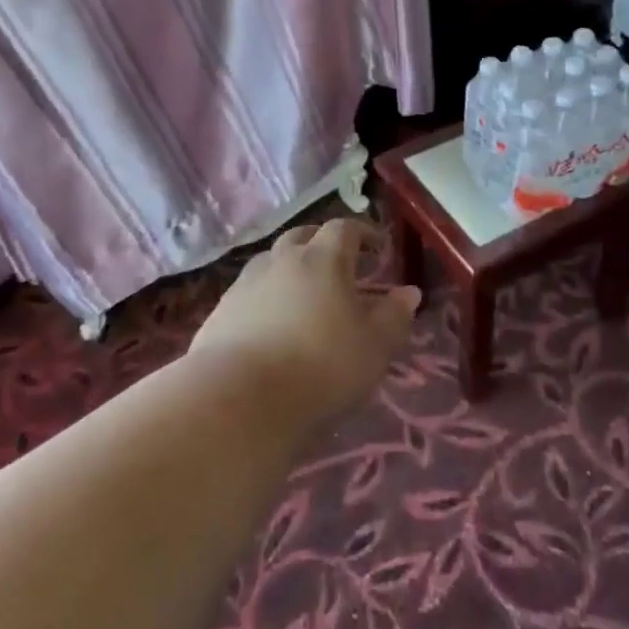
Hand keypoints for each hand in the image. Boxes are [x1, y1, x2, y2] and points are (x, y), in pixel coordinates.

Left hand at [191, 218, 419, 427]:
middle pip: (302, 236)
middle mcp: (282, 260)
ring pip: (271, 261)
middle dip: (322, 242)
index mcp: (323, 259)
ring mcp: (245, 284)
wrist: (240, 399)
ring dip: (290, 267)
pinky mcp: (220, 312)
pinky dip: (265, 296)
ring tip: (302, 291)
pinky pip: (248, 292)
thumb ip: (395, 316)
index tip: (377, 246)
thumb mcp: (375, 346)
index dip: (363, 233)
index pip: (344, 229)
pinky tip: (270, 322)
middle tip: (338, 261)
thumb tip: (408, 292)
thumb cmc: (321, 366)